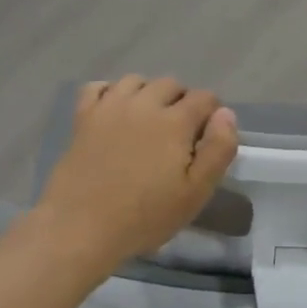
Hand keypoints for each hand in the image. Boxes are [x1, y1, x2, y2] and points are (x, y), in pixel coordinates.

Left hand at [36, 77, 238, 267]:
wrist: (81, 226)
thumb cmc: (144, 216)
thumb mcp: (195, 193)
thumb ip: (218, 150)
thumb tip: (225, 114)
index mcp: (175, 121)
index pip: (204, 98)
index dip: (212, 113)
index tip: (207, 137)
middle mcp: (144, 103)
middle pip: (171, 84)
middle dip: (182, 101)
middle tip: (179, 133)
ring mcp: (110, 106)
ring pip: (136, 81)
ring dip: (148, 93)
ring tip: (148, 121)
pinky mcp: (83, 116)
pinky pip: (98, 87)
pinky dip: (110, 92)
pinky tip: (114, 112)